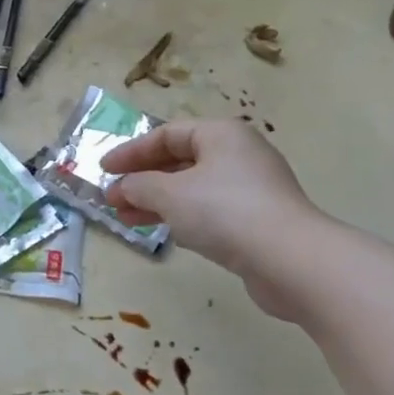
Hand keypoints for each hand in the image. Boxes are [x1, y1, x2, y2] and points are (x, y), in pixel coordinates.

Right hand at [101, 119, 330, 321]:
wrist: (290, 259)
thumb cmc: (224, 211)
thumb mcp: (169, 194)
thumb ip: (139, 186)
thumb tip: (123, 188)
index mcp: (221, 135)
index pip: (166, 134)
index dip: (131, 151)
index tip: (103, 170)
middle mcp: (238, 154)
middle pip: (179, 160)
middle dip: (142, 179)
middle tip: (113, 197)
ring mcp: (251, 188)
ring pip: (192, 188)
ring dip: (157, 201)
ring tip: (127, 219)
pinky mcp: (257, 220)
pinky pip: (209, 210)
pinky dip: (181, 216)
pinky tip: (164, 232)